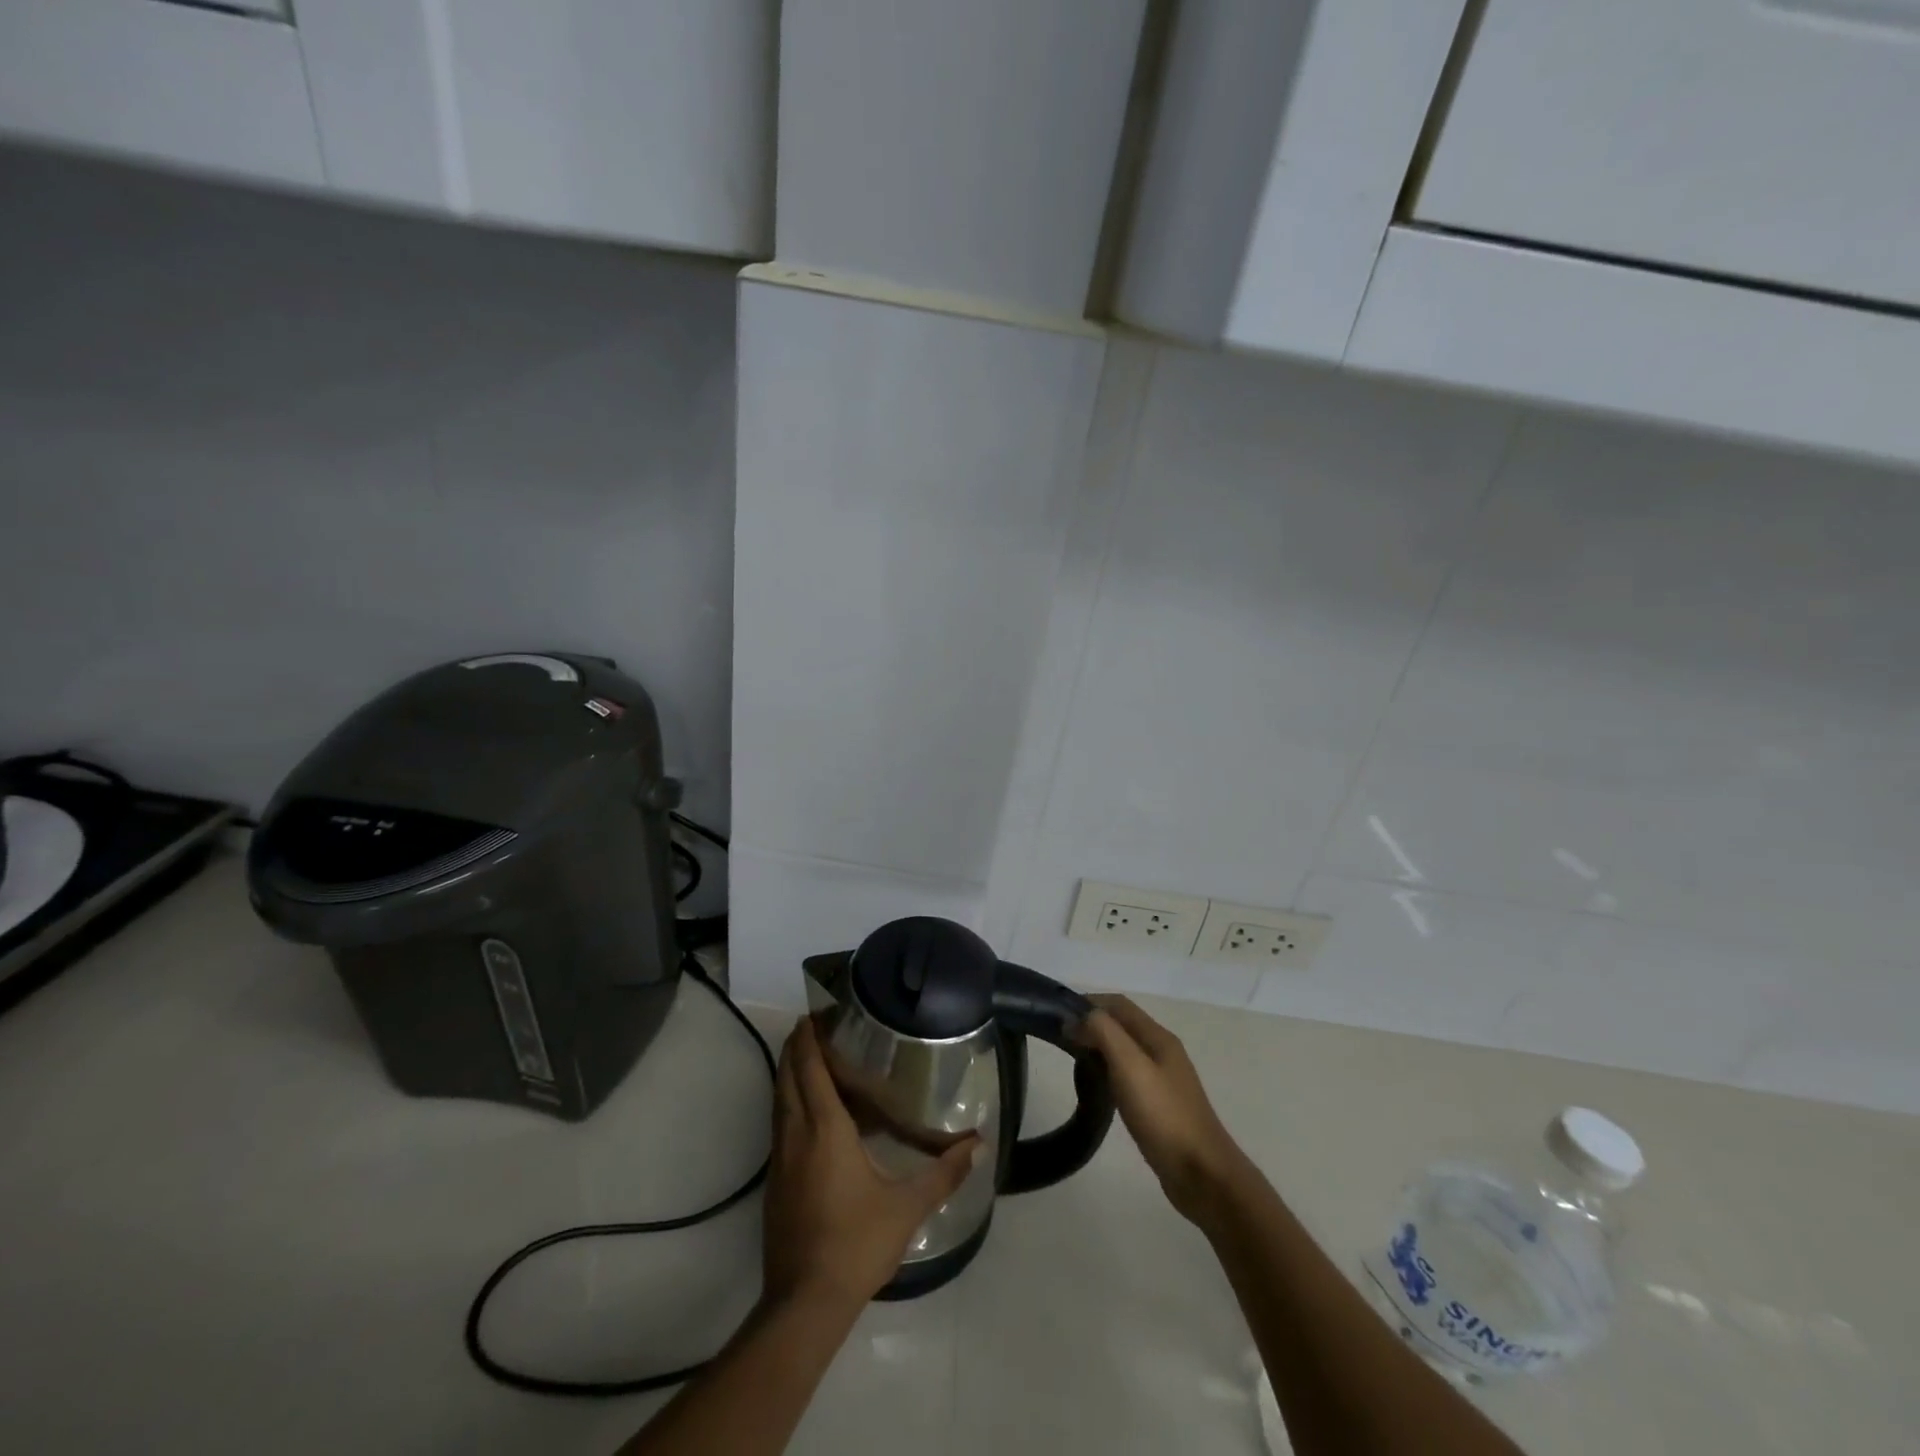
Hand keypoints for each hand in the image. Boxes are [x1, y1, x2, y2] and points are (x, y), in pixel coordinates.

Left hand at [762, 1016, 979, 1312]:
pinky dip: (790, 1102)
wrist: (804, 1303)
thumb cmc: (856, 1243)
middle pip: (788, 1076)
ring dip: (790, 1073)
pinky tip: (810, 1113)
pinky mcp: (774, 1182)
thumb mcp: (907, 1207)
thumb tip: (978, 1144)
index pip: (810, 1068)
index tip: (816, 1012)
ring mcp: (780, 1159)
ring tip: (812, 1057)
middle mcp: (795, 1134)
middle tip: (816, 1025)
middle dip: (797, 1047)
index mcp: (824, 1130)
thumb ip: (944, 1173)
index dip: (809, 1037)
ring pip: (779, 1100)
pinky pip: (780, 1124)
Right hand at [1080, 995, 1244, 1222]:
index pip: (1119, 1004)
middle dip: (1092, 1023)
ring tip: (1073, 1059)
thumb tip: (1077, 1017)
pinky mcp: (1160, 1106)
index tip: (1058, 1015)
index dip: (1089, 1003)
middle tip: (1061, 1038)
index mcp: (1158, 1038)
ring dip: (1099, 1047)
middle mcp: (1163, 1052)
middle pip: (1123, 1025)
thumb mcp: (1130, 1066)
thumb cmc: (1164, 1115)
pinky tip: (1098, 1088)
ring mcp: (1164, 1080)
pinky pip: (1129, 1075)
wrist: (1202, 1175)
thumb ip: (1104, 1033)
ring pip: (1125, 1050)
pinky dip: (1109, 1071)